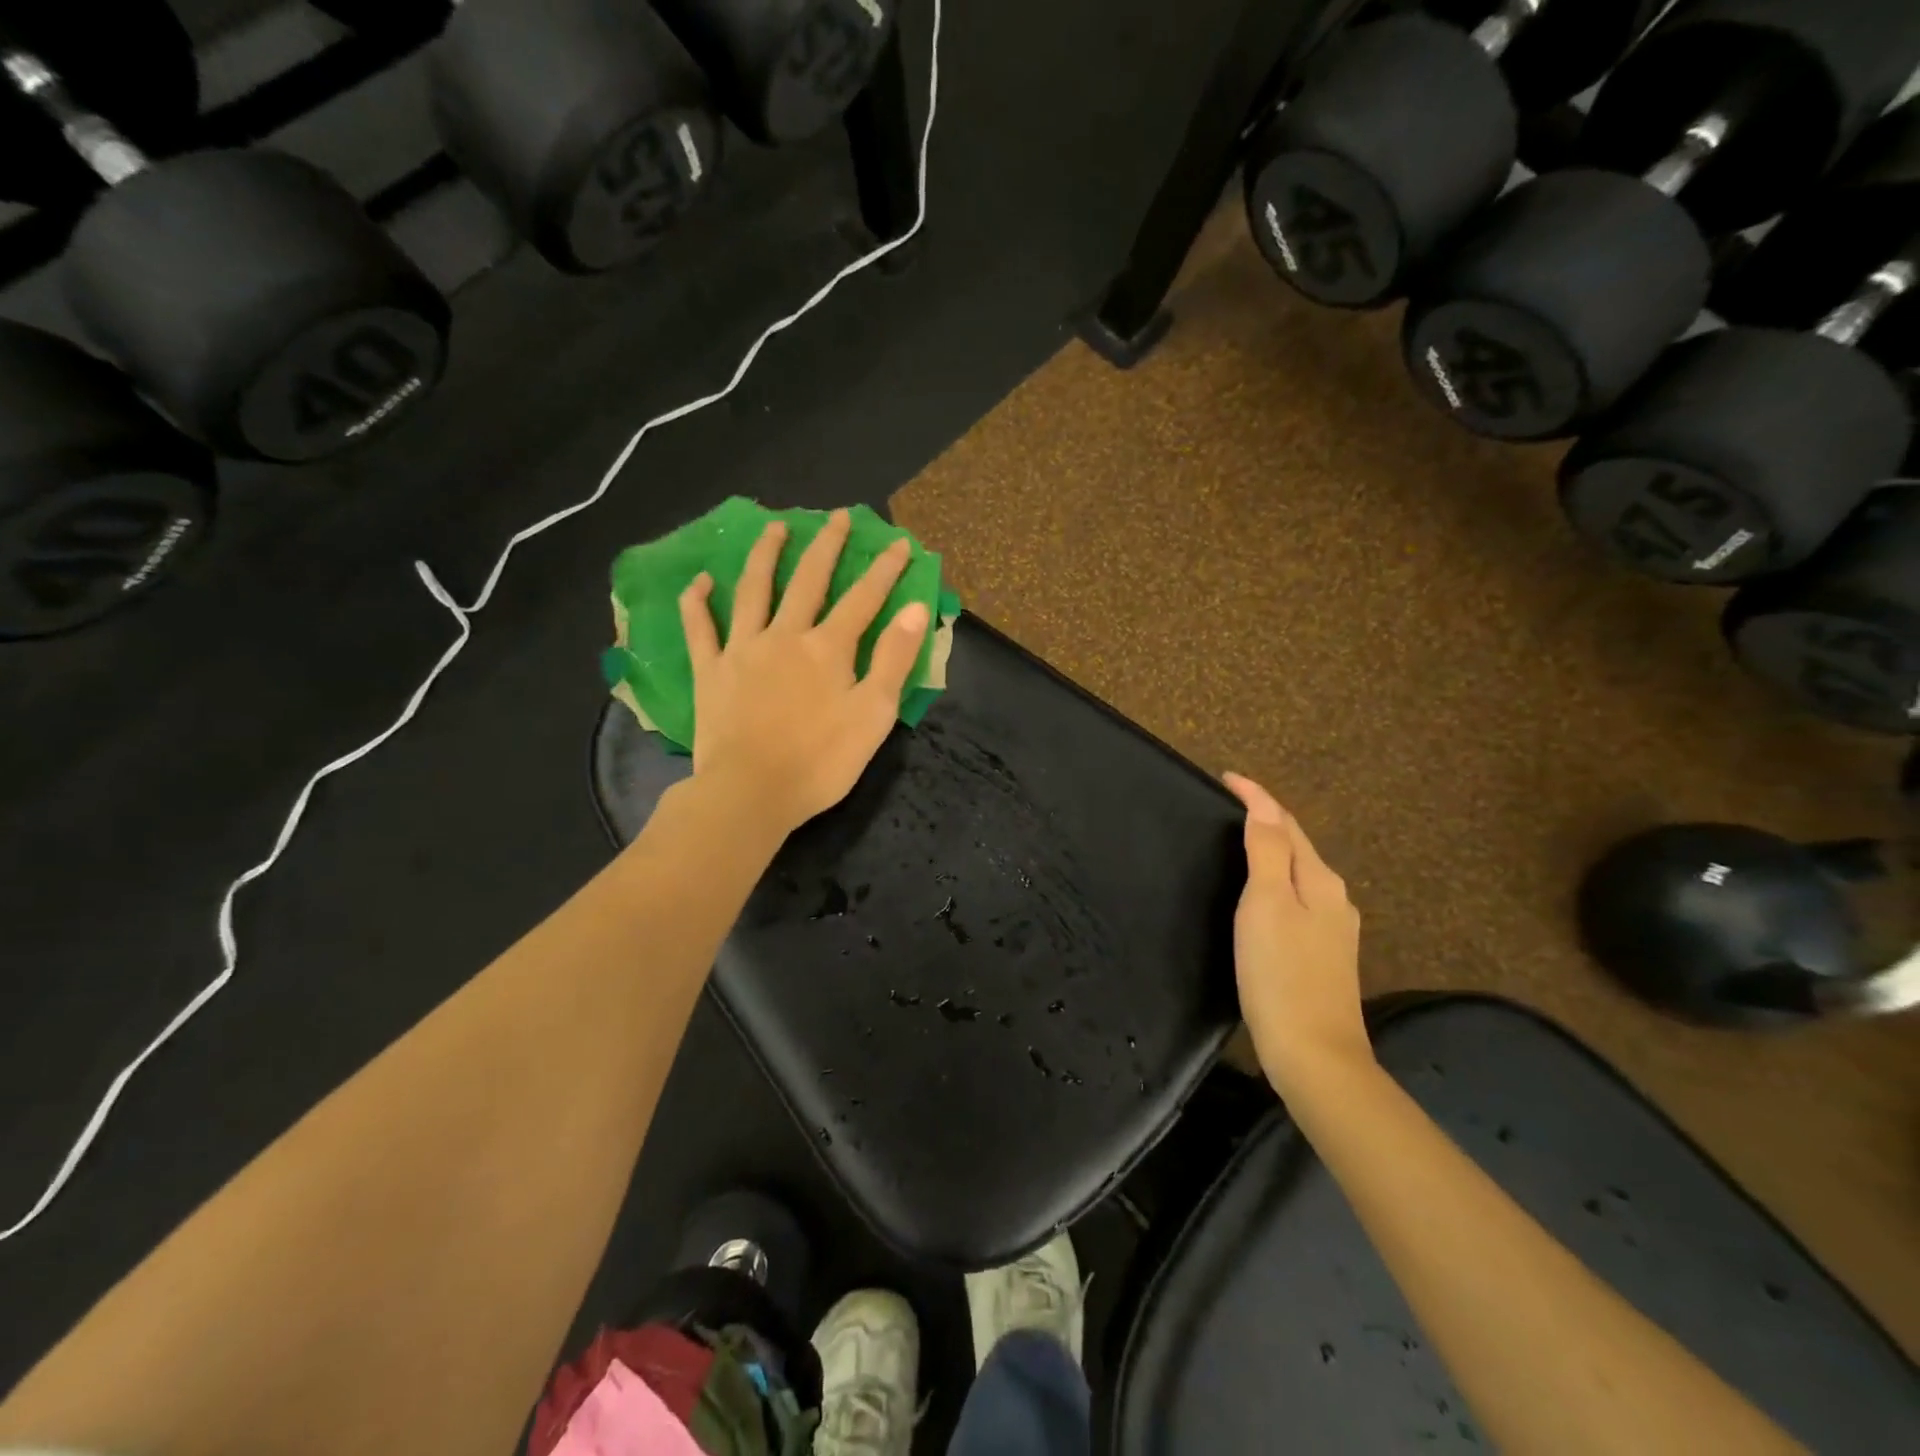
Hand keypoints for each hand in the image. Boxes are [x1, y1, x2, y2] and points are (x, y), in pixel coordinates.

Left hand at [680, 509, 930, 835]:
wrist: (750, 793)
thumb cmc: (820, 761)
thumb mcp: (874, 715)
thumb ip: (894, 659)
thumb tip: (915, 608)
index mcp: (828, 648)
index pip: (864, 598)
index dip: (885, 569)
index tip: (899, 542)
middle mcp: (785, 635)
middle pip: (808, 580)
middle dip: (827, 546)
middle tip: (838, 516)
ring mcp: (742, 650)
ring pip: (754, 590)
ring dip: (766, 555)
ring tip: (774, 527)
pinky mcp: (710, 671)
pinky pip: (700, 628)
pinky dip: (698, 602)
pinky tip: (700, 580)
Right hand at [1223, 773, 1372, 1097]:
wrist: (1315, 1055)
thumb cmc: (1280, 975)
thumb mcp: (1267, 905)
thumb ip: (1267, 853)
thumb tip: (1263, 808)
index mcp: (1318, 880)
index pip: (1285, 823)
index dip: (1256, 796)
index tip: (1226, 777)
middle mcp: (1332, 897)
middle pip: (1296, 844)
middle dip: (1266, 817)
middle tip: (1230, 802)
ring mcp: (1332, 928)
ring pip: (1298, 871)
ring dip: (1273, 847)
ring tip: (1240, 838)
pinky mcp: (1323, 954)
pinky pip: (1297, 897)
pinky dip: (1276, 878)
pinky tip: (1262, 893)